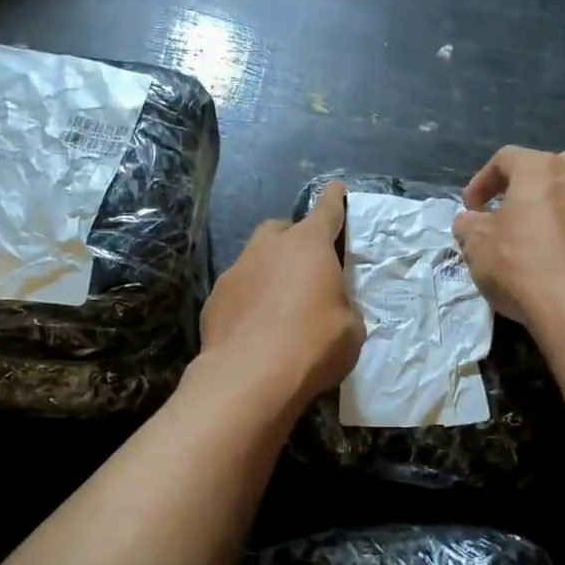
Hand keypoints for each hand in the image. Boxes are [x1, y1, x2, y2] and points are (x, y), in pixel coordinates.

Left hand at [199, 181, 364, 407]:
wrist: (250, 377)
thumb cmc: (314, 345)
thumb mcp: (351, 329)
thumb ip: (344, 308)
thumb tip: (334, 309)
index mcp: (309, 245)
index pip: (327, 212)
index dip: (334, 200)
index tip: (336, 188)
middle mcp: (268, 248)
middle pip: (282, 231)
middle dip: (293, 242)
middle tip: (306, 269)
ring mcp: (235, 271)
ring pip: (255, 260)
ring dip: (268, 273)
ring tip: (279, 306)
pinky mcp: (213, 300)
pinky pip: (237, 291)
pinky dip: (248, 301)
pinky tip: (255, 328)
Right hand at [453, 147, 564, 330]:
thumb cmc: (521, 265)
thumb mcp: (476, 244)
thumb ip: (468, 224)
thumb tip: (471, 221)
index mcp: (540, 170)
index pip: (506, 158)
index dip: (481, 180)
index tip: (470, 208)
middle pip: (546, 167)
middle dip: (522, 184)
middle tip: (505, 209)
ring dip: (546, 208)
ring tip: (528, 235)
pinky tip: (551, 258)